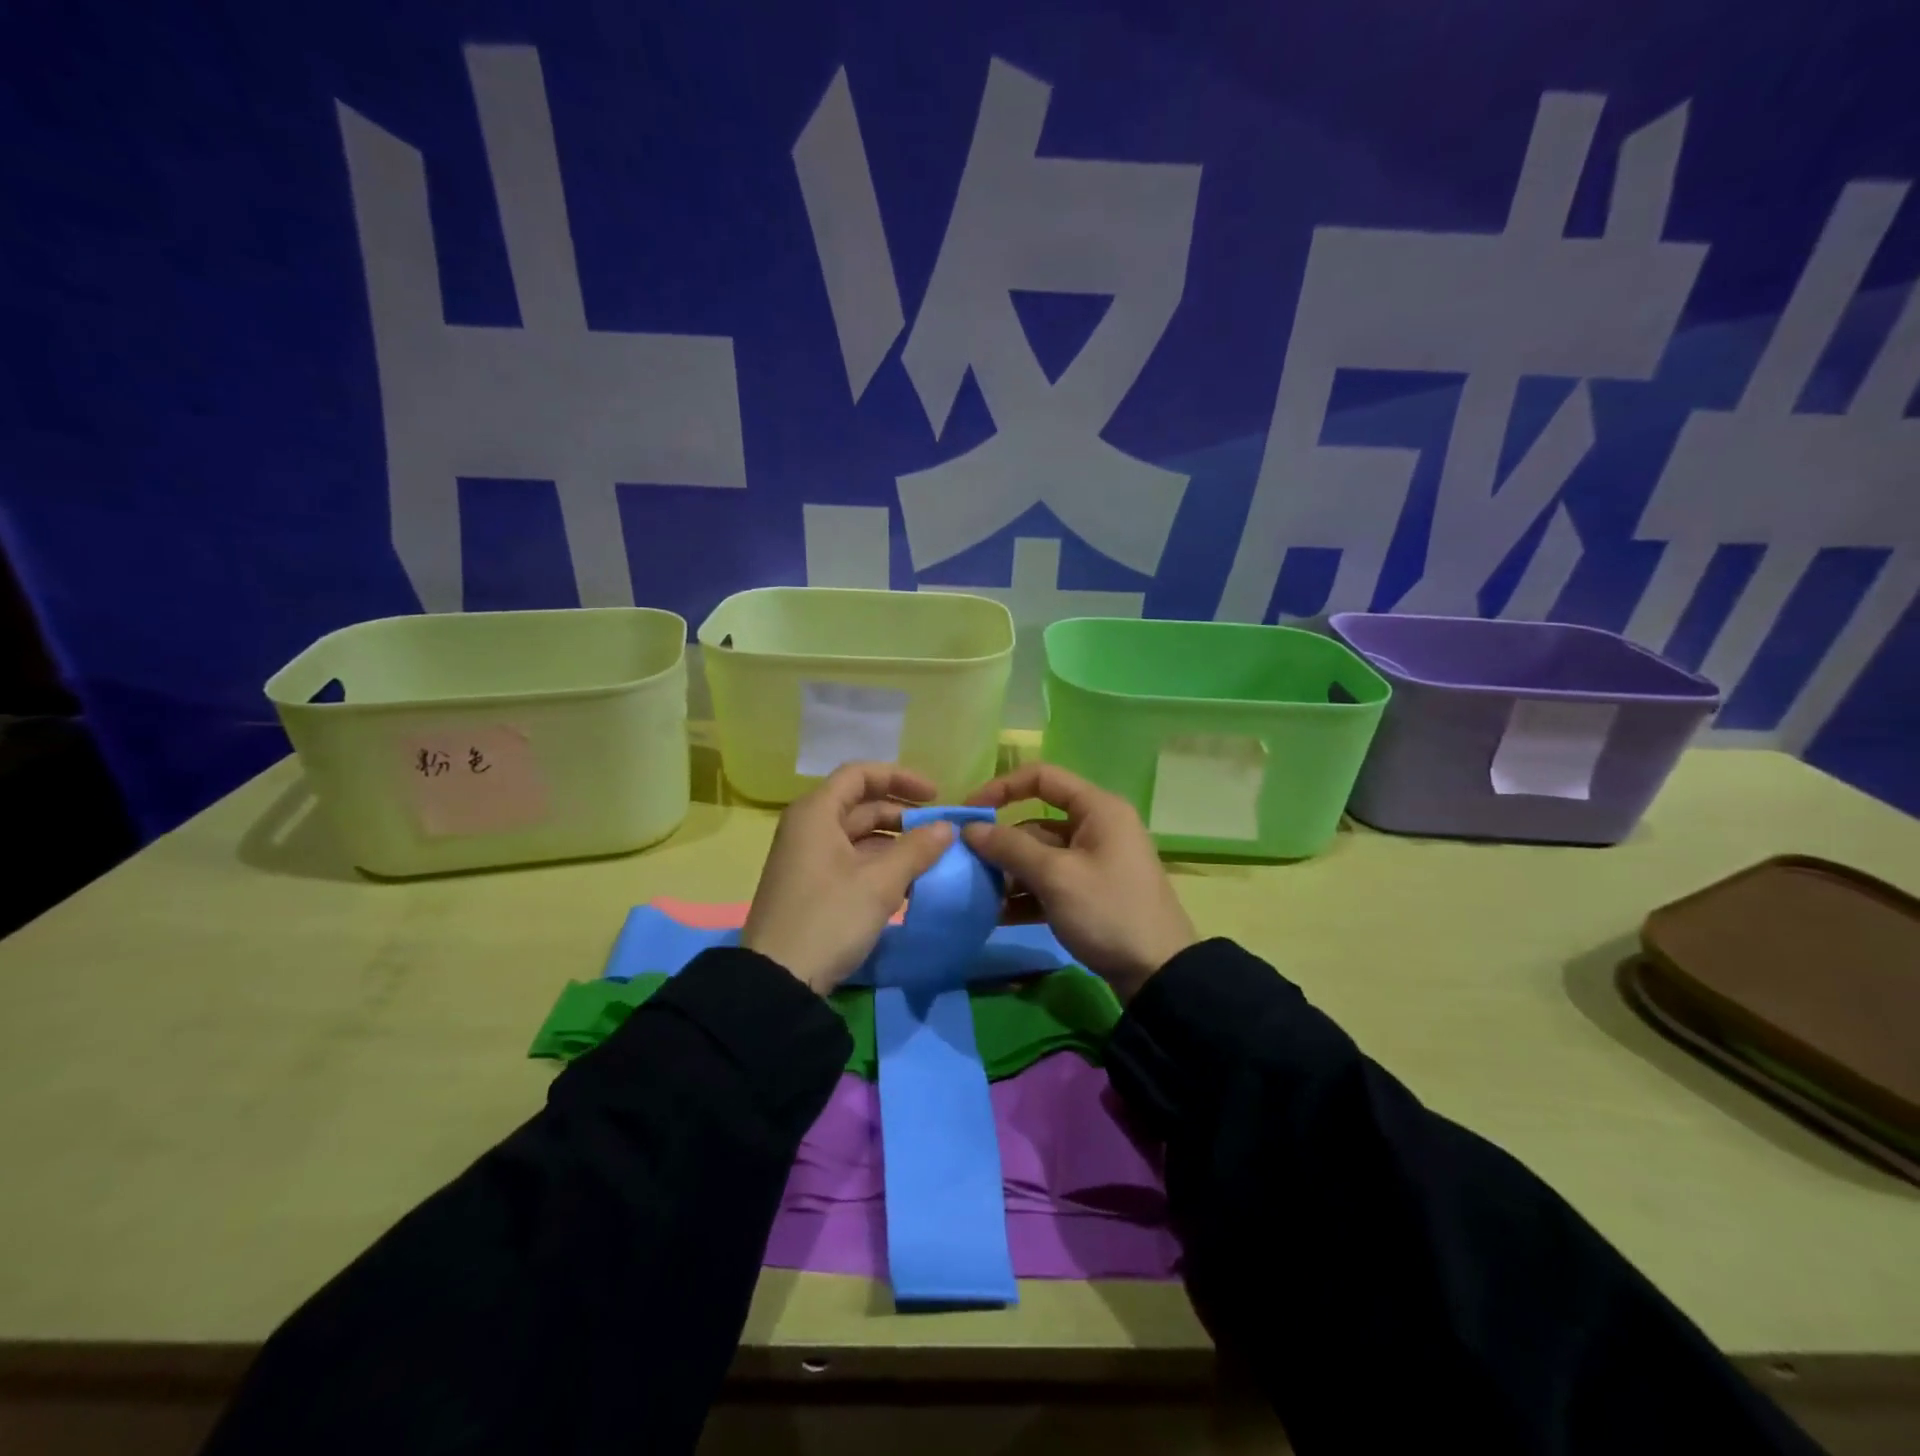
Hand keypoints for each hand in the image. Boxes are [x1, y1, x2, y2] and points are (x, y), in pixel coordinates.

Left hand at [742, 763, 954, 993]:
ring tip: (929, 860)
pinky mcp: (811, 886)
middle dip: (903, 815)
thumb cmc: (829, 918)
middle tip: (939, 834)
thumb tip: (947, 828)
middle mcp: (808, 827)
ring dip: (894, 843)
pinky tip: (905, 884)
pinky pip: (850, 861)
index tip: (936, 796)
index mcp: (816, 813)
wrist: (777, 981)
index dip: (900, 777)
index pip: (860, 774)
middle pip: (861, 805)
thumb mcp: (880, 883)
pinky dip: (879, 865)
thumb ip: (917, 849)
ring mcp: (807, 858)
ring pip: (858, 836)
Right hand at [963, 764, 1196, 1000]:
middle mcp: (1096, 828)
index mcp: (1097, 809)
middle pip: (1036, 822)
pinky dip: (1025, 895)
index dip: (1002, 788)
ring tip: (978, 896)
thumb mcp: (1056, 877)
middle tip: (966, 866)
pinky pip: (1049, 883)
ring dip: (1009, 873)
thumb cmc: (1108, 912)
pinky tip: (997, 916)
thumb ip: (1010, 848)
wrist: (1158, 974)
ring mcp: (1093, 862)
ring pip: (1039, 856)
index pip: (1042, 777)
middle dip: (1001, 844)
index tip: (969, 811)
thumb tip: (969, 828)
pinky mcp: (1090, 893)